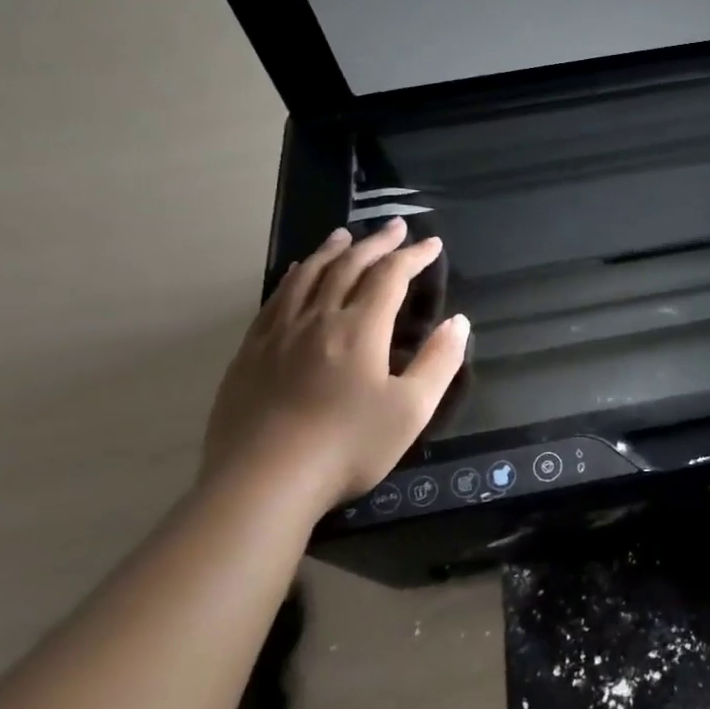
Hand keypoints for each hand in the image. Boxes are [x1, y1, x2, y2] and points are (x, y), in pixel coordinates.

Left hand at [201, 222, 468, 507]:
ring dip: (332, 251)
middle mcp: (318, 318)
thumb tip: (458, 322)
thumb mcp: (411, 410)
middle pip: (348, 266)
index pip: (390, 277)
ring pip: (308, 276)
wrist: (264, 481)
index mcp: (359, 329)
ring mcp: (278, 333)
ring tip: (346, 235)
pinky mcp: (251, 352)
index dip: (414, 256)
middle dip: (376, 243)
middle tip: (395, 227)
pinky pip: (276, 299)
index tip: (432, 244)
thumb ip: (439, 362)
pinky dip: (294, 276)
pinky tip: (298, 273)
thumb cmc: (348, 446)